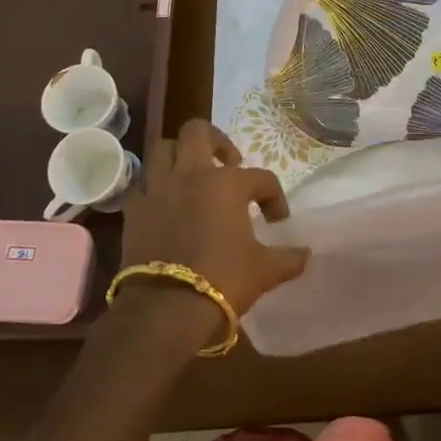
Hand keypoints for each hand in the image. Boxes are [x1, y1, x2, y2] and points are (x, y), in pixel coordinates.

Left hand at [119, 119, 309, 314]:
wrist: (165, 308)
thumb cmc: (223, 280)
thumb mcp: (265, 271)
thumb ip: (289, 258)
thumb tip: (306, 255)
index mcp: (227, 183)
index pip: (261, 178)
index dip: (275, 197)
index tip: (277, 221)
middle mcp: (191, 174)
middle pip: (198, 132)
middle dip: (217, 141)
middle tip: (229, 164)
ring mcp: (158, 189)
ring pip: (163, 149)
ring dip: (180, 156)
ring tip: (193, 176)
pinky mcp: (134, 210)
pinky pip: (143, 185)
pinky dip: (156, 188)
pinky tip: (167, 204)